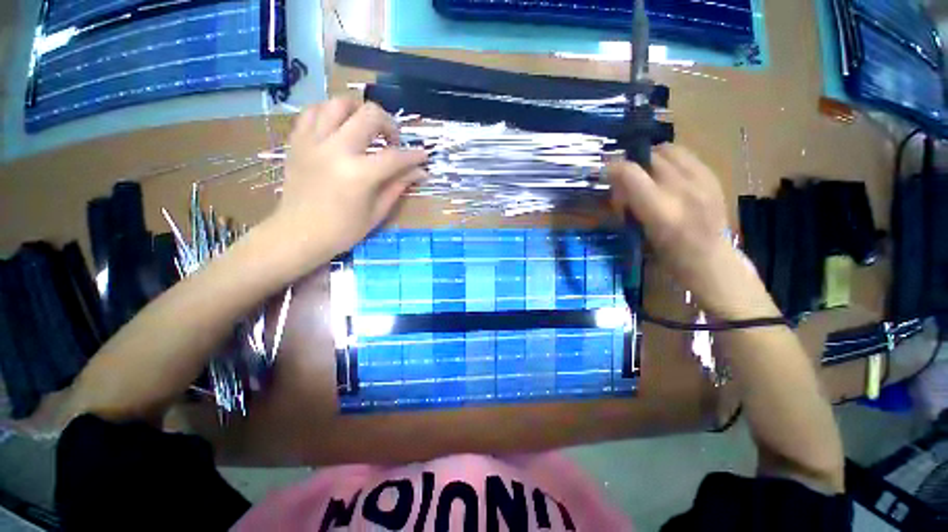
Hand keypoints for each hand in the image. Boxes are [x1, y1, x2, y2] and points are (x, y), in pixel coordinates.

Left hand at [268, 99, 426, 269]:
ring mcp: (313, 141)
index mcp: (359, 174)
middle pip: (369, 115)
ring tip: (366, 128)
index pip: (394, 156)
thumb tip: (419, 172)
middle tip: (392, 142)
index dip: (414, 155)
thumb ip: (398, 186)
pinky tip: (340, 128)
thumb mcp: (377, 212)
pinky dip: (331, 114)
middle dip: (389, 124)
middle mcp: (336, 150)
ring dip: (359, 111)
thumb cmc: (342, 230)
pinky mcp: (297, 141)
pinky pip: (313, 111)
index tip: (423, 156)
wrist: (298, 234)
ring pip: (338, 103)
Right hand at [608, 145, 757, 313]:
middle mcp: (682, 190)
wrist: (710, 260)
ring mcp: (701, 181)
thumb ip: (629, 205)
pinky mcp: (713, 177)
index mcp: (660, 210)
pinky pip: (687, 156)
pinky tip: (669, 177)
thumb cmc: (667, 255)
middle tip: (629, 179)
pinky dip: (672, 161)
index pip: (630, 173)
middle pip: (650, 157)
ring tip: (649, 173)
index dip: (613, 168)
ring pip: (670, 150)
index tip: (606, 173)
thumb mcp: (639, 233)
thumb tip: (616, 183)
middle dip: (633, 165)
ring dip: (653, 159)